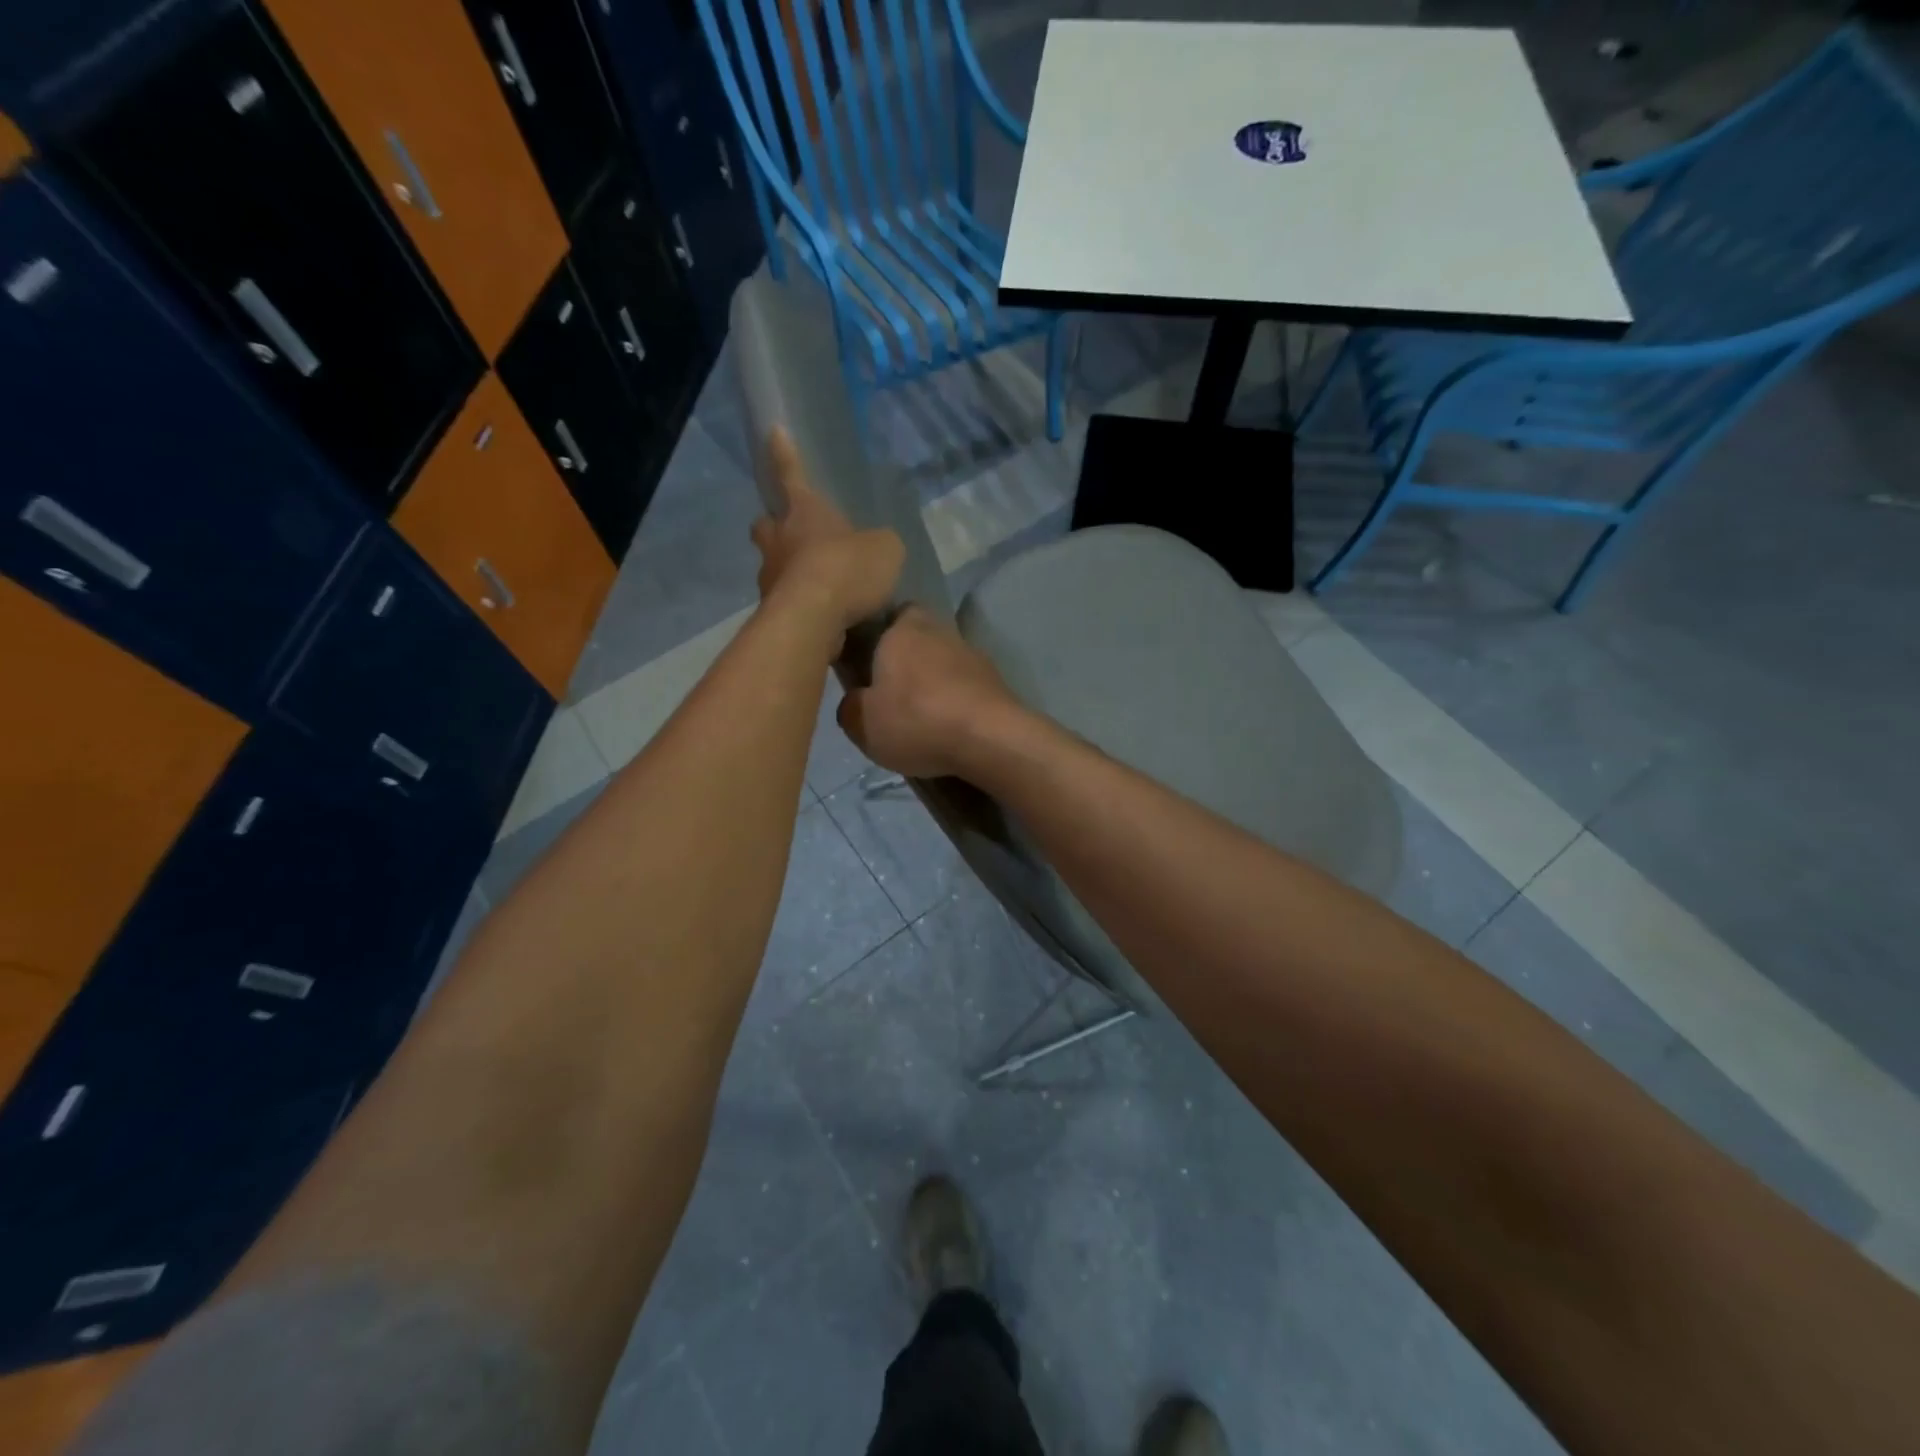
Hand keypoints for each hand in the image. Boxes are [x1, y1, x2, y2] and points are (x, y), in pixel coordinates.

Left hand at [750, 428, 903, 641]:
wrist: (812, 621)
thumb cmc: (846, 569)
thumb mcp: (884, 550)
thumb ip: (880, 544)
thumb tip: (877, 549)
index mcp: (804, 511)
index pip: (793, 474)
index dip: (785, 454)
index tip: (774, 431)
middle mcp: (779, 539)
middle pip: (767, 524)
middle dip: (775, 525)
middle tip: (791, 533)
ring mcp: (770, 577)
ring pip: (773, 565)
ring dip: (790, 570)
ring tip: (820, 586)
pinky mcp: (772, 612)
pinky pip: (785, 600)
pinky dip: (801, 605)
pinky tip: (823, 617)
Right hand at [837, 607, 1024, 779]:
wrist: (990, 739)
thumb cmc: (917, 720)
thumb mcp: (861, 722)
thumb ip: (850, 704)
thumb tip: (857, 699)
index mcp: (904, 628)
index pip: (890, 613)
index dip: (879, 633)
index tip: (868, 660)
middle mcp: (941, 631)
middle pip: (919, 638)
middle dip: (906, 661)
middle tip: (890, 693)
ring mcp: (973, 655)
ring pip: (944, 663)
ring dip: (933, 684)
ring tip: (920, 718)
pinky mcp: (995, 682)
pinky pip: (965, 687)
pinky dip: (955, 702)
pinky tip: (947, 728)